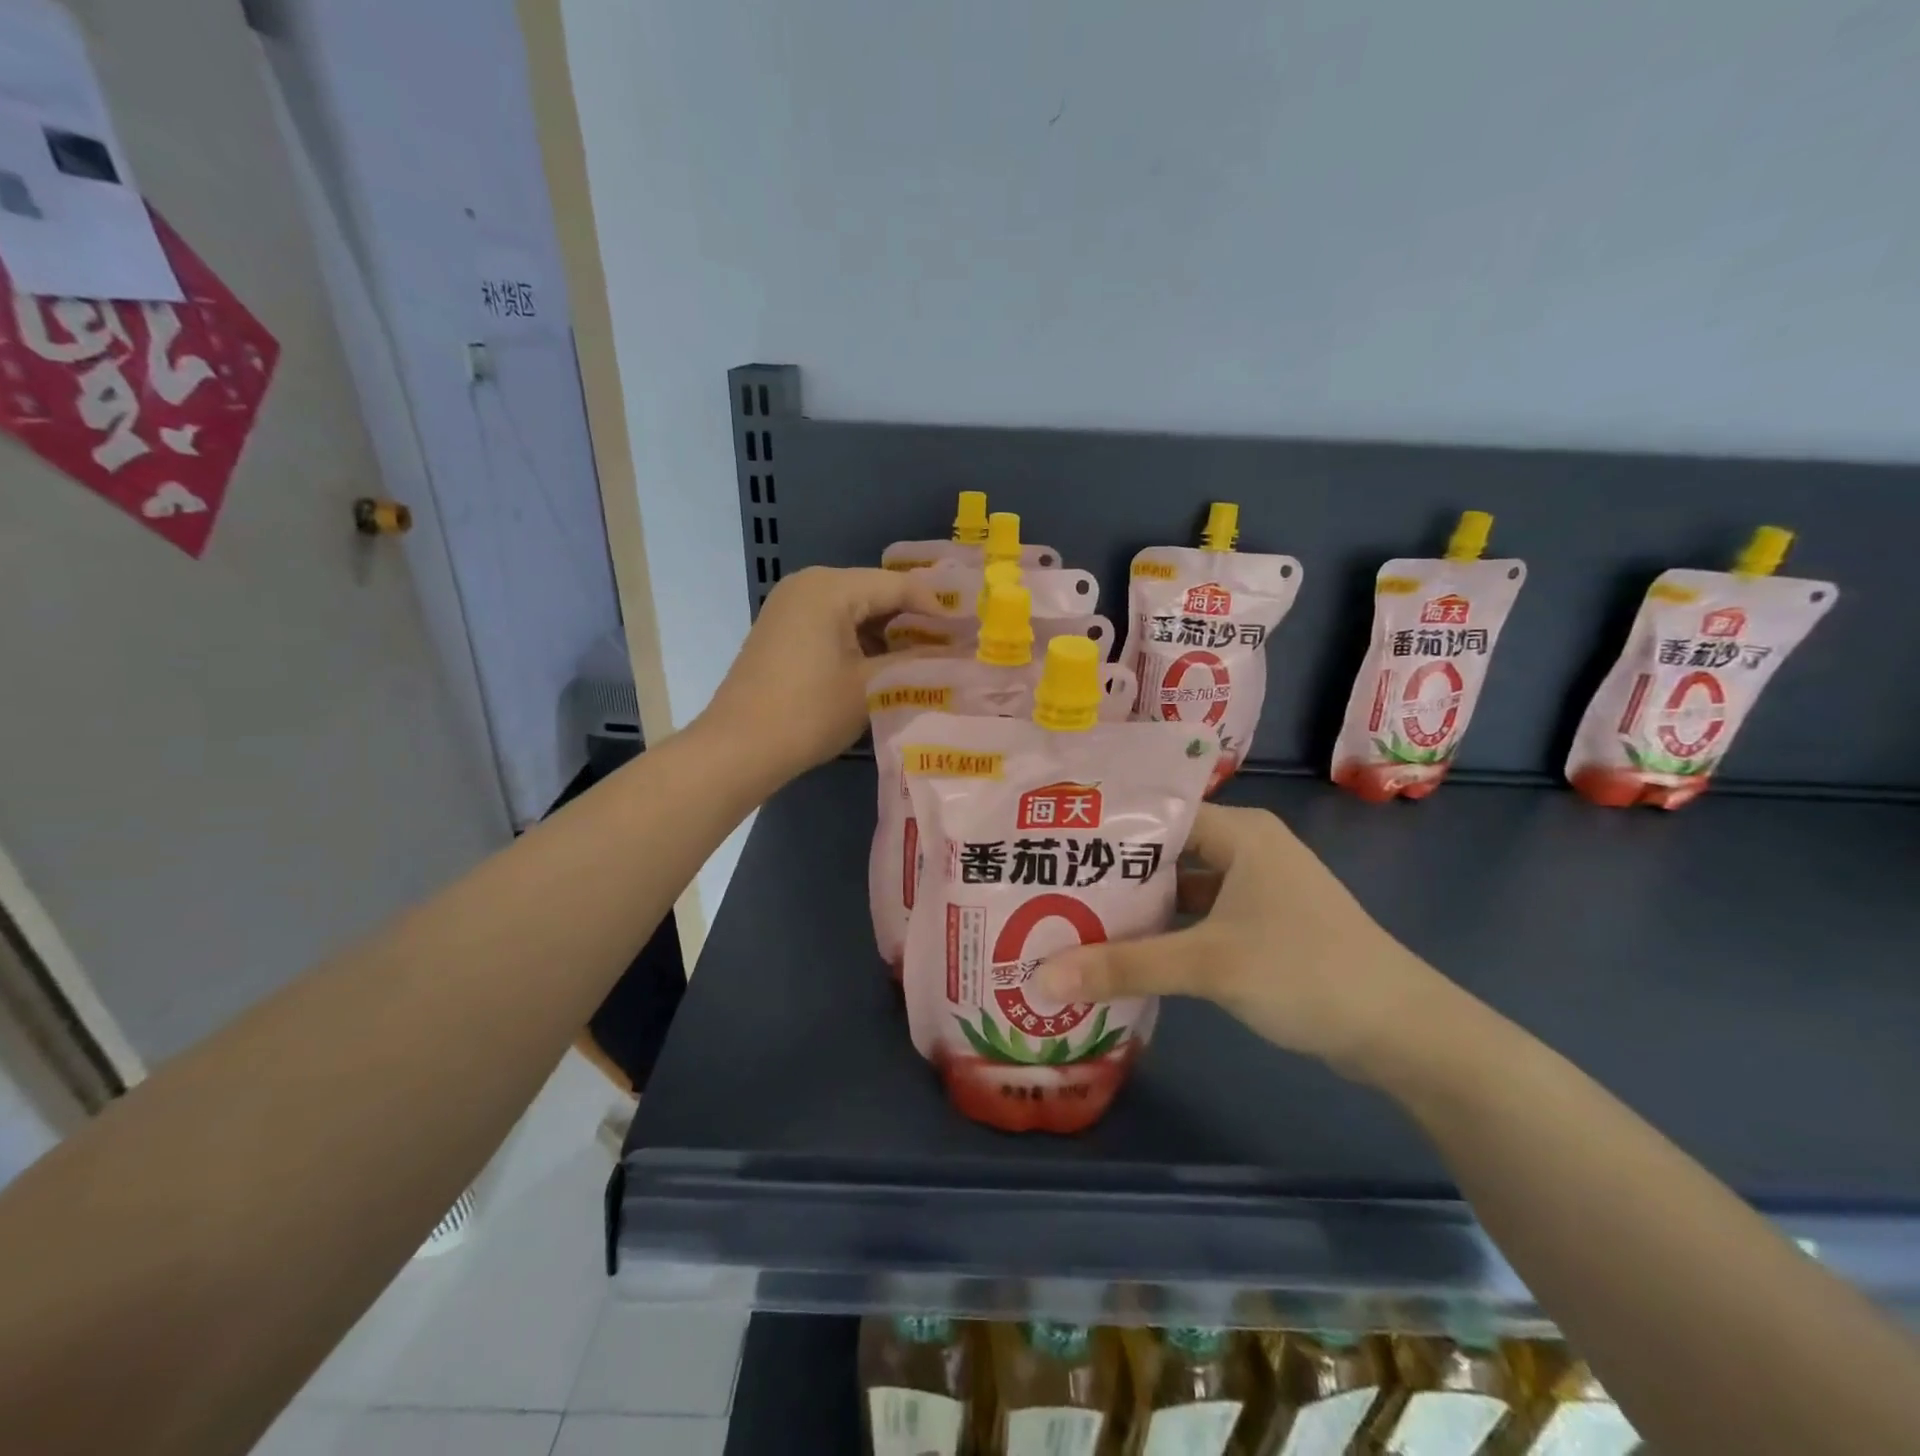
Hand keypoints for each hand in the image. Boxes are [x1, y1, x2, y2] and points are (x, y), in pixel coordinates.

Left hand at [697, 566, 939, 782]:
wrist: (739, 749)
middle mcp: (808, 584)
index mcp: (830, 587)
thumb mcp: (871, 686)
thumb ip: (918, 661)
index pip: (898, 586)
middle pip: (876, 593)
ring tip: (926, 658)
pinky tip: (885, 664)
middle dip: (914, 620)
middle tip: (953, 645)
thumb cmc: (809, 713)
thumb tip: (960, 652)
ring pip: (855, 609)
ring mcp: (791, 606)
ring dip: (889, 632)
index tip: (970, 632)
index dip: (938, 608)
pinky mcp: (783, 630)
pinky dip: (861, 640)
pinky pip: (834, 623)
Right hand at [1035, 804, 1453, 1081]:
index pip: (1157, 814)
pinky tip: (1126, 951)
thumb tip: (1041, 977)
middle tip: (1050, 883)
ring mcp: (1258, 889)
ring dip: (1139, 906)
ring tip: (1074, 916)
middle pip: (1166, 852)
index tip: (1051, 844)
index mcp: (1239, 831)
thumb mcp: (1208, 964)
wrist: (1402, 1032)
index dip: (1105, 828)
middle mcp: (1247, 848)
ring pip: (1182, 887)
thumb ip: (1124, 966)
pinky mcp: (1263, 926)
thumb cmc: (1305, 972)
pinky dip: (1167, 932)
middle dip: (1113, 872)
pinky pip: (1200, 917)